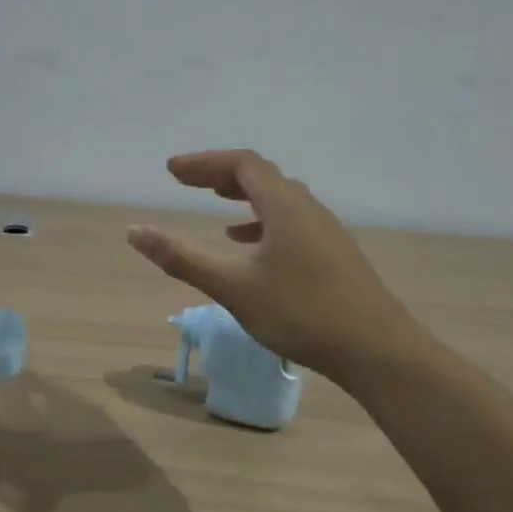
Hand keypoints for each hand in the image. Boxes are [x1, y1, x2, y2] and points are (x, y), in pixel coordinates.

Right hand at [128, 151, 414, 388]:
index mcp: (284, 206)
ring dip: (244, 197)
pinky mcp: (334, 254)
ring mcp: (325, 231)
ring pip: (280, 200)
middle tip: (187, 182)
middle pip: (262, 176)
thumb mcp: (233, 287)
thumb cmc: (301, 312)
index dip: (204, 162)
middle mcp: (308, 209)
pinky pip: (292, 223)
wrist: (376, 349)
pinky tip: (252, 248)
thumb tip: (136, 232)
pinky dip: (263, 223)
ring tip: (216, 208)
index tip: (171, 171)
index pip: (242, 164)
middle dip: (221, 175)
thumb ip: (182, 258)